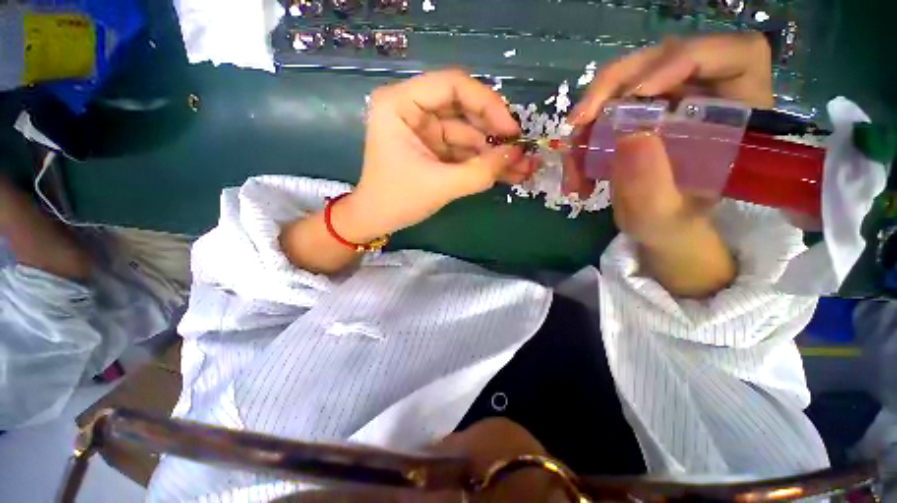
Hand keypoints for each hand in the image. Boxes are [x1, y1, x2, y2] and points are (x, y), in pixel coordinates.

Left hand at [332, 70, 538, 242]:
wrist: (378, 220)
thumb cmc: (398, 200)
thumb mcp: (440, 186)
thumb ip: (480, 171)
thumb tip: (518, 155)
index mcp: (401, 104)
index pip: (452, 85)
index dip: (487, 104)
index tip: (511, 131)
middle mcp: (413, 109)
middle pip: (464, 109)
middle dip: (494, 133)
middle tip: (521, 151)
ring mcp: (425, 130)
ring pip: (468, 133)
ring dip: (494, 152)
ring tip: (523, 168)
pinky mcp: (434, 149)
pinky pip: (463, 150)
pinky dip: (483, 162)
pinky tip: (507, 173)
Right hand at [563, 32, 772, 241]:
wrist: (658, 229)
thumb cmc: (672, 227)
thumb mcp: (662, 217)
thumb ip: (650, 186)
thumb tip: (627, 137)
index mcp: (738, 116)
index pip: (733, 56)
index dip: (686, 60)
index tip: (639, 92)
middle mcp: (704, 96)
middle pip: (661, 60)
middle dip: (613, 86)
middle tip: (579, 122)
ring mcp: (667, 101)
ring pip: (623, 84)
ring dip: (588, 122)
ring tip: (573, 166)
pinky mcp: (638, 114)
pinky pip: (604, 110)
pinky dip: (583, 139)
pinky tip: (575, 173)